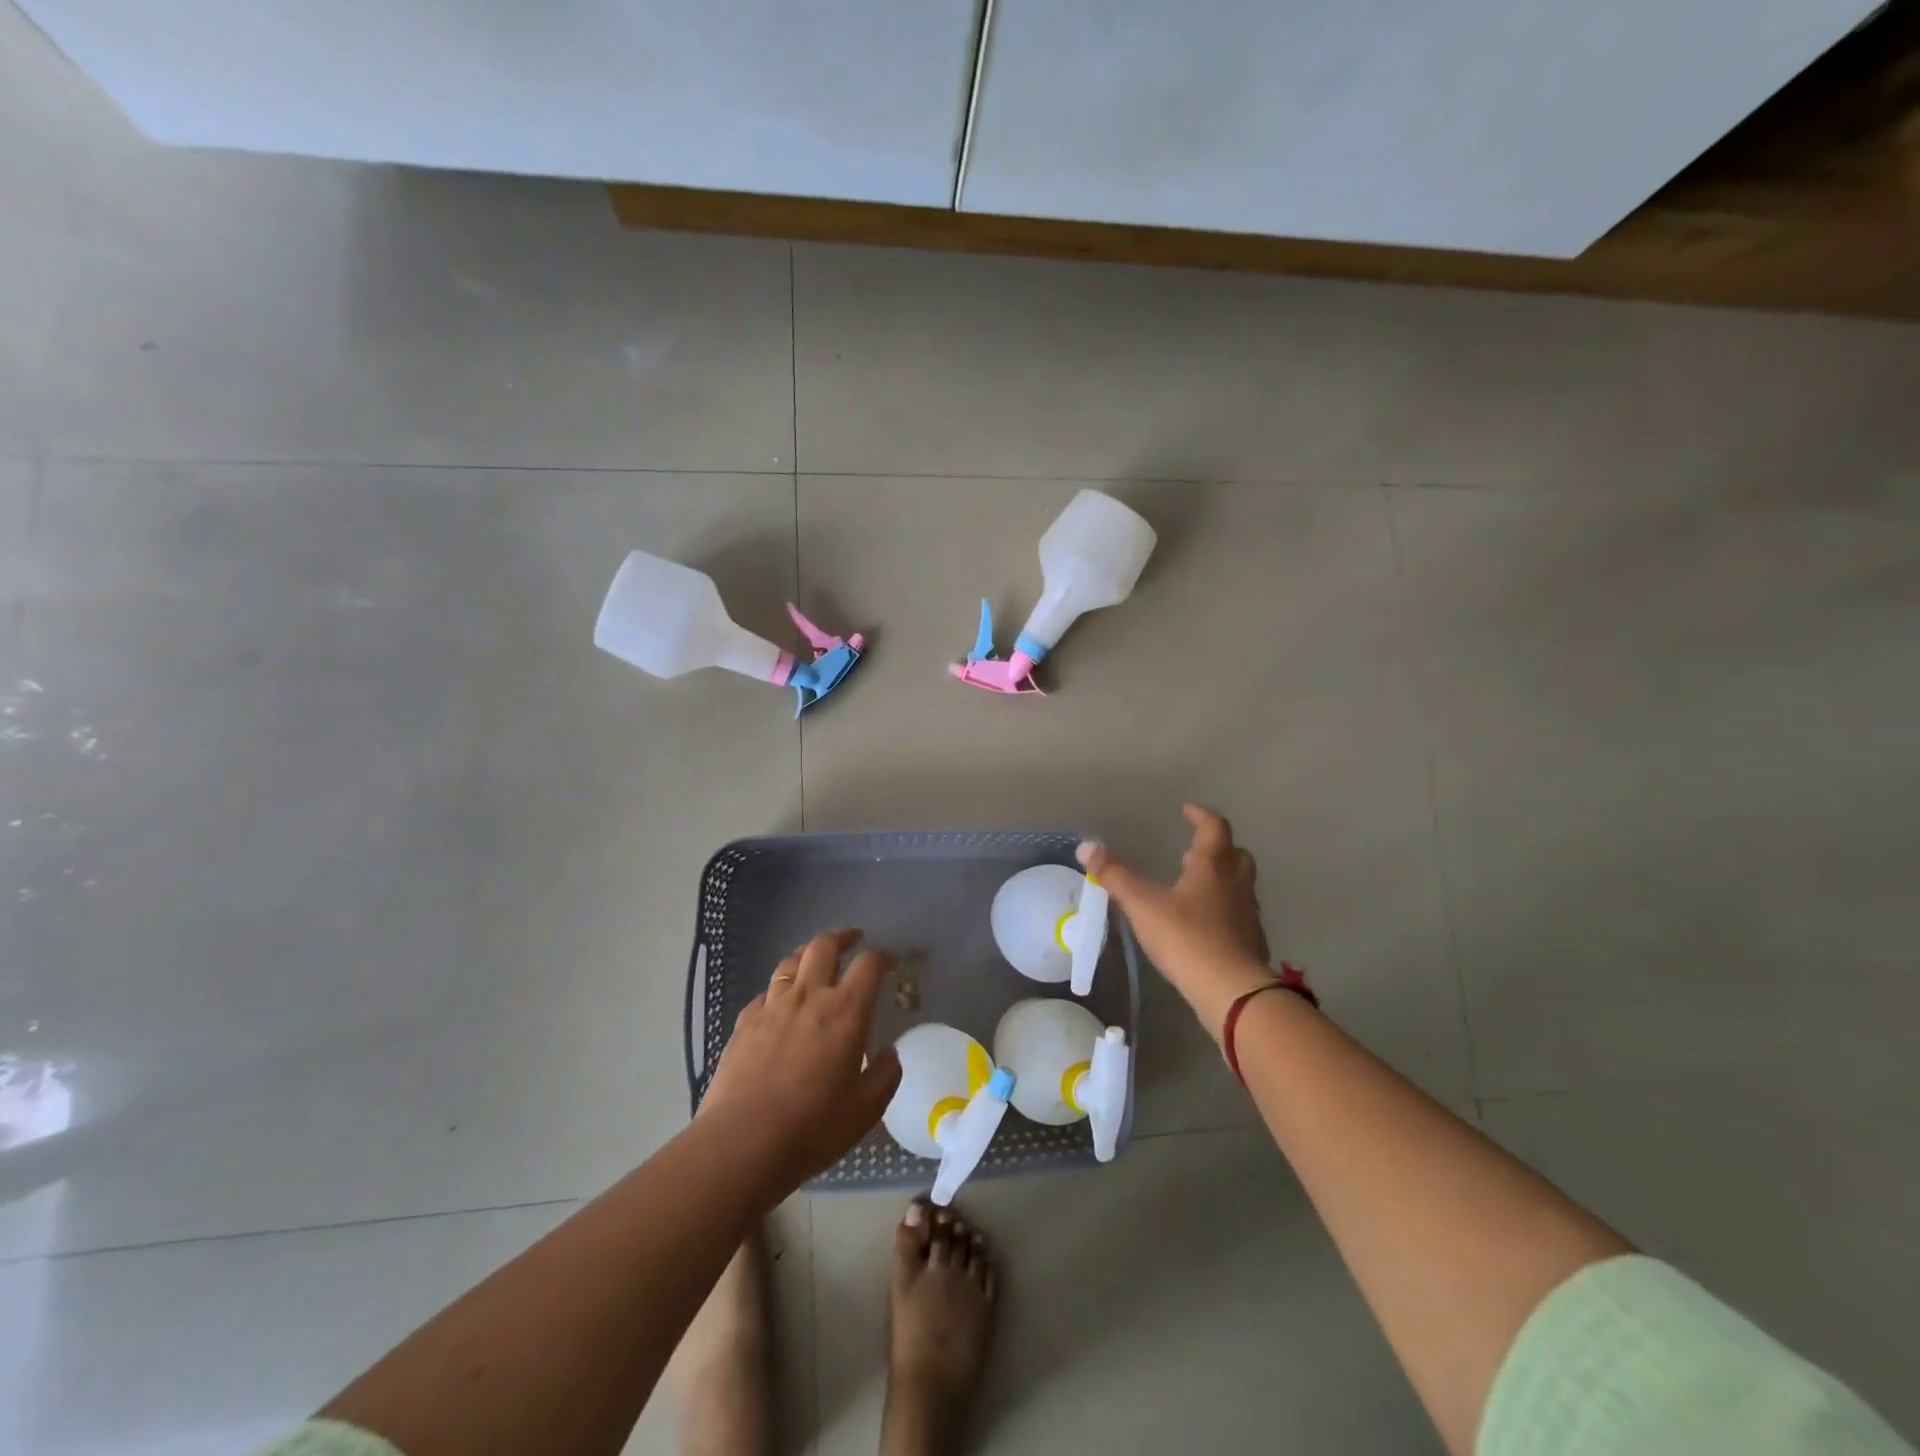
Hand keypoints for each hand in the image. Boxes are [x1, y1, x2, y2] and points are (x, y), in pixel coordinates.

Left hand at [699, 928, 902, 1192]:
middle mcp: (809, 997)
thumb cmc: (812, 1127)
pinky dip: (779, 990)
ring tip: (815, 960)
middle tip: (853, 939)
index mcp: (845, 1011)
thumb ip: (884, 1075)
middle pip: (824, 946)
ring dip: (808, 954)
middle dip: (842, 937)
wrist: (742, 1143)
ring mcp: (772, 1007)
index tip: (890, 964)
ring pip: (790, 962)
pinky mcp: (744, 1023)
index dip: (883, 958)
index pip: (869, 965)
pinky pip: (765, 993)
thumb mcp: (866, 1110)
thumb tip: (889, 1054)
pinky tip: (780, 1003)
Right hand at [1079, 806, 1277, 1038]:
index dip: (1200, 815)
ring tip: (1194, 886)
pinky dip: (1224, 910)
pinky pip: (1239, 914)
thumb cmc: (1187, 939)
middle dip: (1216, 847)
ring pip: (1240, 885)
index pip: (1213, 827)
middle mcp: (1236, 883)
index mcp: (1213, 866)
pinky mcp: (1251, 942)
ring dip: (1221, 878)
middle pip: (1235, 853)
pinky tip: (1204, 924)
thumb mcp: (1143, 905)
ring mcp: (1248, 914)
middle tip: (1192, 851)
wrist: (1233, 992)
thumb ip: (1115, 876)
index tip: (1187, 810)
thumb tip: (1086, 847)